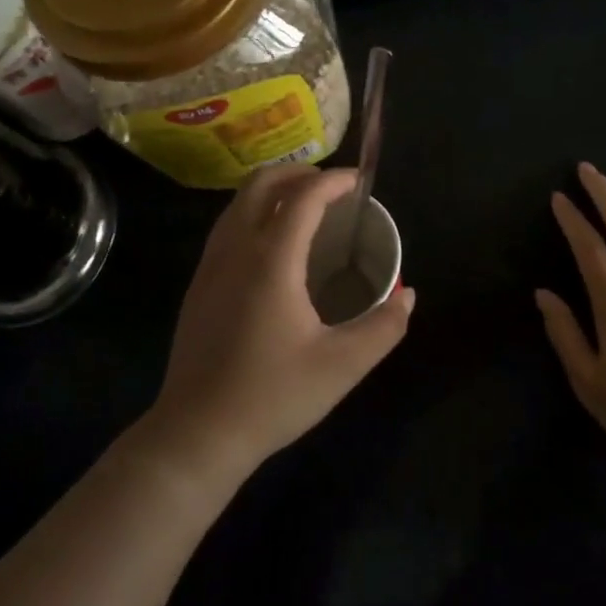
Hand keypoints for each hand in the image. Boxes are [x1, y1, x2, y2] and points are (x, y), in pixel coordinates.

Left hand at [142, 165, 414, 489]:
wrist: (197, 433)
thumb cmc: (272, 396)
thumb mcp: (342, 366)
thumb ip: (383, 328)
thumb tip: (407, 296)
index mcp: (271, 260)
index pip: (303, 197)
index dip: (333, 181)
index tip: (359, 182)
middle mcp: (236, 249)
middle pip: (261, 183)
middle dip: (299, 172)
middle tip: (332, 189)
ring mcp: (210, 264)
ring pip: (238, 201)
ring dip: (273, 190)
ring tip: (306, 208)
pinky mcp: (198, 283)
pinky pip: (227, 225)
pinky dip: (254, 212)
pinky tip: (274, 245)